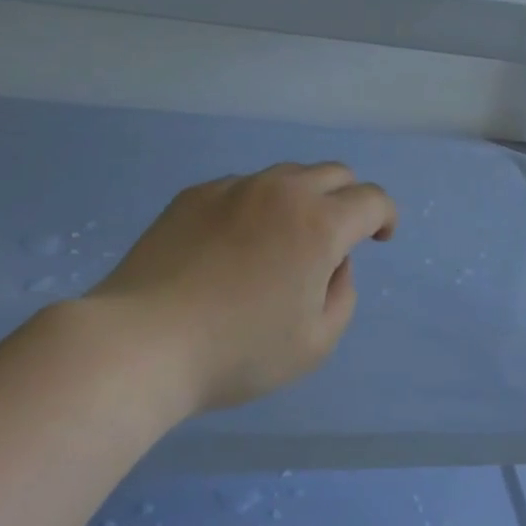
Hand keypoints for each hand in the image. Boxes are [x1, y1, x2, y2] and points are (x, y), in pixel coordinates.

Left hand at [75, 162, 396, 414]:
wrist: (140, 344)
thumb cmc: (237, 351)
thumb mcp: (315, 343)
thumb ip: (343, 294)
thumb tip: (333, 262)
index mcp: (320, 223)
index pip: (372, 199)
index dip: (385, 216)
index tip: (379, 239)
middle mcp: (283, 191)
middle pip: (335, 174)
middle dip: (348, 201)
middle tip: (335, 240)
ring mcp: (235, 187)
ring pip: (287, 176)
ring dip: (302, 200)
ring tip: (281, 243)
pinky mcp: (195, 194)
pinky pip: (243, 188)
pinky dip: (256, 207)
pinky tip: (232, 247)